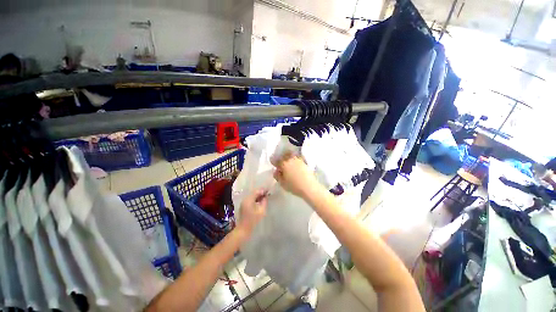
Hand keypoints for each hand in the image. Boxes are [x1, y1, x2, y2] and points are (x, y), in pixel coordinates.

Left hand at [236, 189, 267, 234]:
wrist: (243, 230)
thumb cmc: (253, 221)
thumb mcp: (261, 211)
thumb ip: (264, 202)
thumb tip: (266, 196)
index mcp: (249, 199)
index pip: (257, 191)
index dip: (263, 190)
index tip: (269, 191)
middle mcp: (245, 199)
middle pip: (254, 192)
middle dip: (261, 192)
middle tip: (268, 193)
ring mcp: (243, 202)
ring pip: (252, 196)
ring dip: (258, 196)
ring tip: (265, 197)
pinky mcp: (243, 205)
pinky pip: (250, 199)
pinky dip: (255, 199)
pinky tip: (260, 201)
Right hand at [272, 152, 319, 199]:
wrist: (309, 186)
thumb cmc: (294, 186)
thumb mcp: (282, 183)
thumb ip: (277, 176)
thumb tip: (276, 171)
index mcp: (283, 164)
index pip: (275, 160)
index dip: (273, 162)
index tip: (273, 164)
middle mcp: (290, 159)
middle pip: (283, 155)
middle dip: (281, 158)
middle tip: (280, 163)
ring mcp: (298, 159)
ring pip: (291, 155)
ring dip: (288, 157)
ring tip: (288, 163)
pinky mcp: (304, 162)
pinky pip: (297, 158)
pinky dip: (295, 159)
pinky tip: (295, 165)